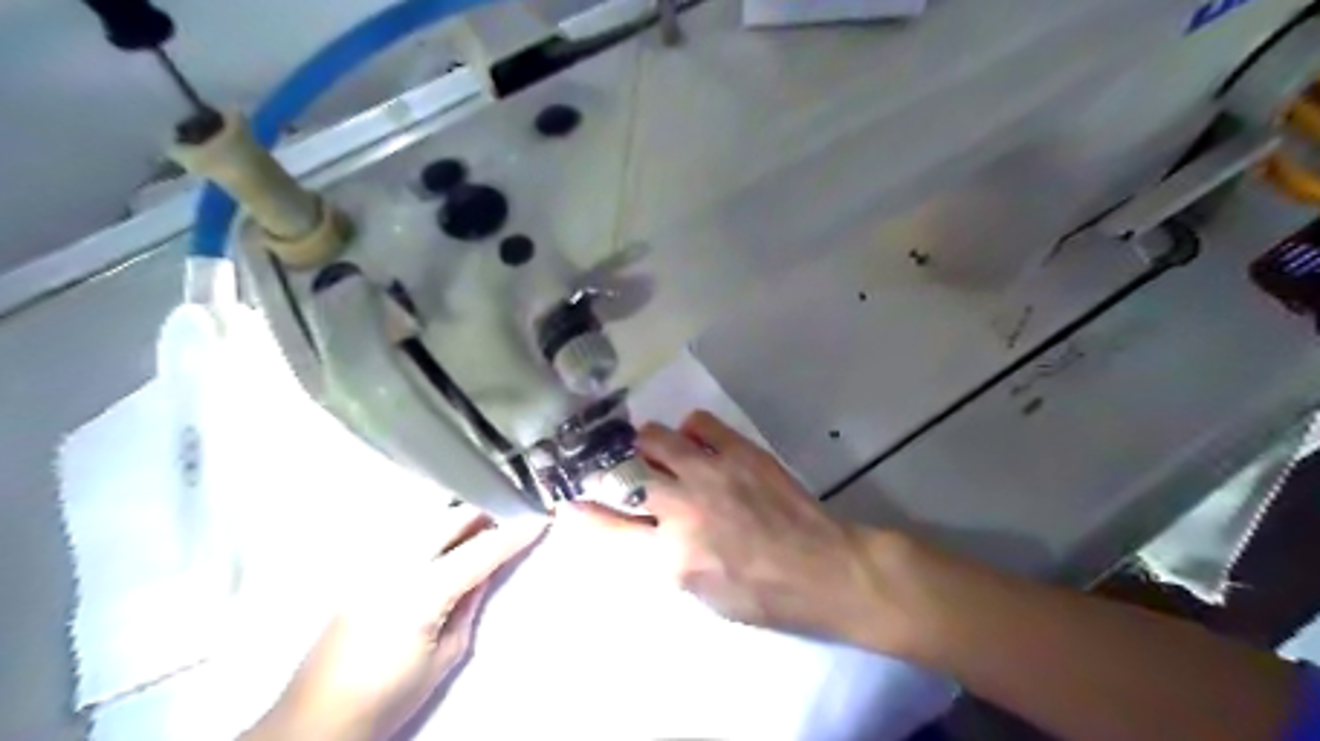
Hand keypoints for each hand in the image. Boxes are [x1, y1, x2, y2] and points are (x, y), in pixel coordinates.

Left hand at [245, 511, 547, 739]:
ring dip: (458, 519)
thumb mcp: (445, 656)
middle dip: (484, 513)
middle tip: (511, 518)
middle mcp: (394, 567)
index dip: (513, 535)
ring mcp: (373, 566)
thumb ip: (468, 606)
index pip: (479, 551)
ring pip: (426, 522)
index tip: (539, 520)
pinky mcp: (360, 573)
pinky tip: (446, 546)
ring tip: (483, 528)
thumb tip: (484, 573)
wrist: (315, 722)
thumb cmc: (388, 698)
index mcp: (421, 593)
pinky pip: (407, 537)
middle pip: (449, 519)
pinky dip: (434, 532)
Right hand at [566, 414, 908, 651]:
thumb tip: (633, 526)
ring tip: (656, 453)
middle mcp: (683, 509)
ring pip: (655, 438)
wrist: (823, 569)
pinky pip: (699, 422)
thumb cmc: (761, 596)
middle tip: (611, 468)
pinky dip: (690, 430)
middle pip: (622, 474)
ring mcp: (712, 474)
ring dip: (646, 446)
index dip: (581, 512)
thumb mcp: (700, 594)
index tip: (567, 500)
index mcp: (671, 556)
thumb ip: (659, 558)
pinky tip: (696, 443)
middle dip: (607, 470)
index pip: (607, 528)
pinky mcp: (740, 452)